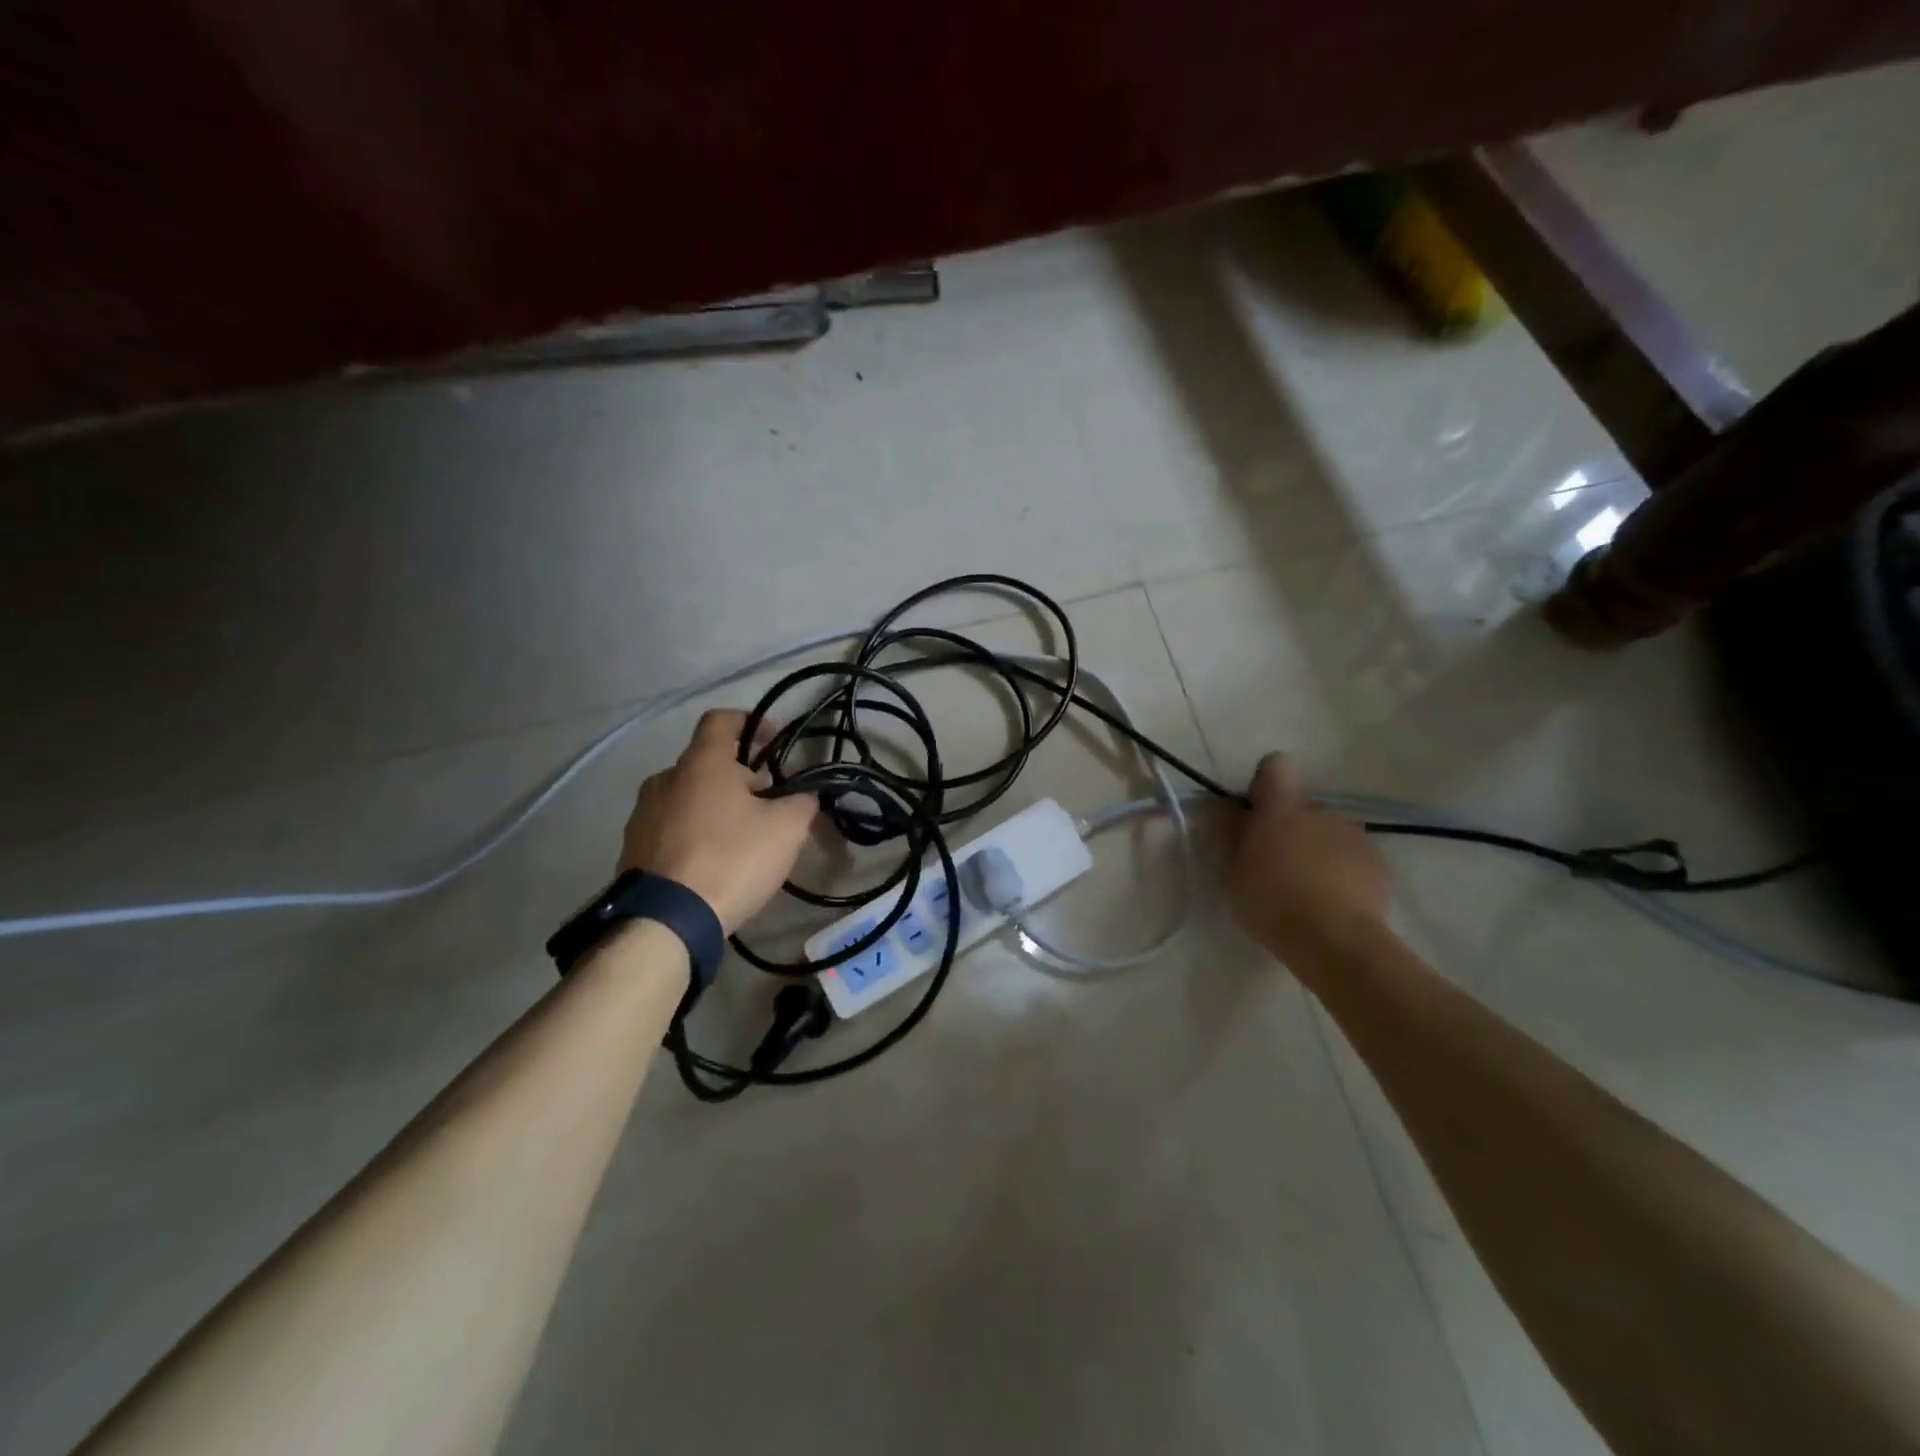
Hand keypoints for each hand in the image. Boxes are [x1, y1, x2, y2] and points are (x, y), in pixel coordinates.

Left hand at [616, 710, 818, 934]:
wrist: (666, 920)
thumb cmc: (731, 859)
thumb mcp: (786, 829)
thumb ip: (802, 802)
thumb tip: (805, 794)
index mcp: (701, 764)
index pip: (720, 720)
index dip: (750, 722)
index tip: (772, 741)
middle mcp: (665, 779)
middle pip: (707, 764)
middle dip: (740, 779)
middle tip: (767, 807)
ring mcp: (642, 814)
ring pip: (687, 797)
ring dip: (715, 807)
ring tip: (740, 839)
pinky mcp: (631, 849)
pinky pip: (670, 828)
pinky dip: (693, 834)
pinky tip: (712, 864)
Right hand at [1227, 753, 1392, 968]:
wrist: (1336, 942)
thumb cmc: (1272, 904)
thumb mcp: (1233, 874)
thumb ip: (1230, 836)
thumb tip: (1229, 810)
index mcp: (1281, 810)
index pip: (1276, 766)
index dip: (1266, 782)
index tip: (1258, 811)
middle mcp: (1320, 812)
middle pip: (1302, 807)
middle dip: (1291, 827)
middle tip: (1278, 865)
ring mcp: (1354, 835)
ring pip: (1329, 832)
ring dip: (1318, 849)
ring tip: (1310, 890)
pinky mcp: (1378, 863)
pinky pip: (1353, 856)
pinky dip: (1343, 871)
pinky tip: (1335, 903)